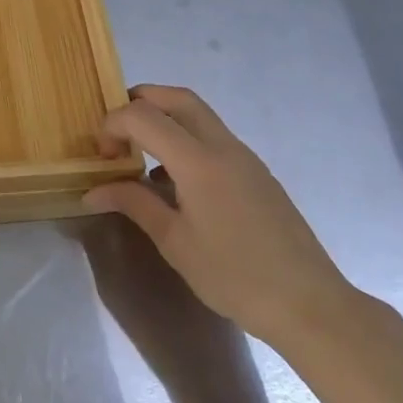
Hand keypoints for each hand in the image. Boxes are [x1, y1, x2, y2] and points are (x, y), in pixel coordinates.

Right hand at [85, 85, 358, 349]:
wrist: (310, 305)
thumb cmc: (234, 276)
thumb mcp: (174, 242)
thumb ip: (133, 204)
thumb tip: (92, 192)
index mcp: (198, 161)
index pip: (142, 116)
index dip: (112, 125)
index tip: (101, 155)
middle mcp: (223, 146)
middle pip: (176, 98)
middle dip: (139, 102)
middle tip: (117, 131)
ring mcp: (244, 157)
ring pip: (198, 114)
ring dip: (164, 119)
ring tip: (141, 154)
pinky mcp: (256, 172)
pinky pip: (213, 137)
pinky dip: (185, 139)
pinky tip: (175, 182)